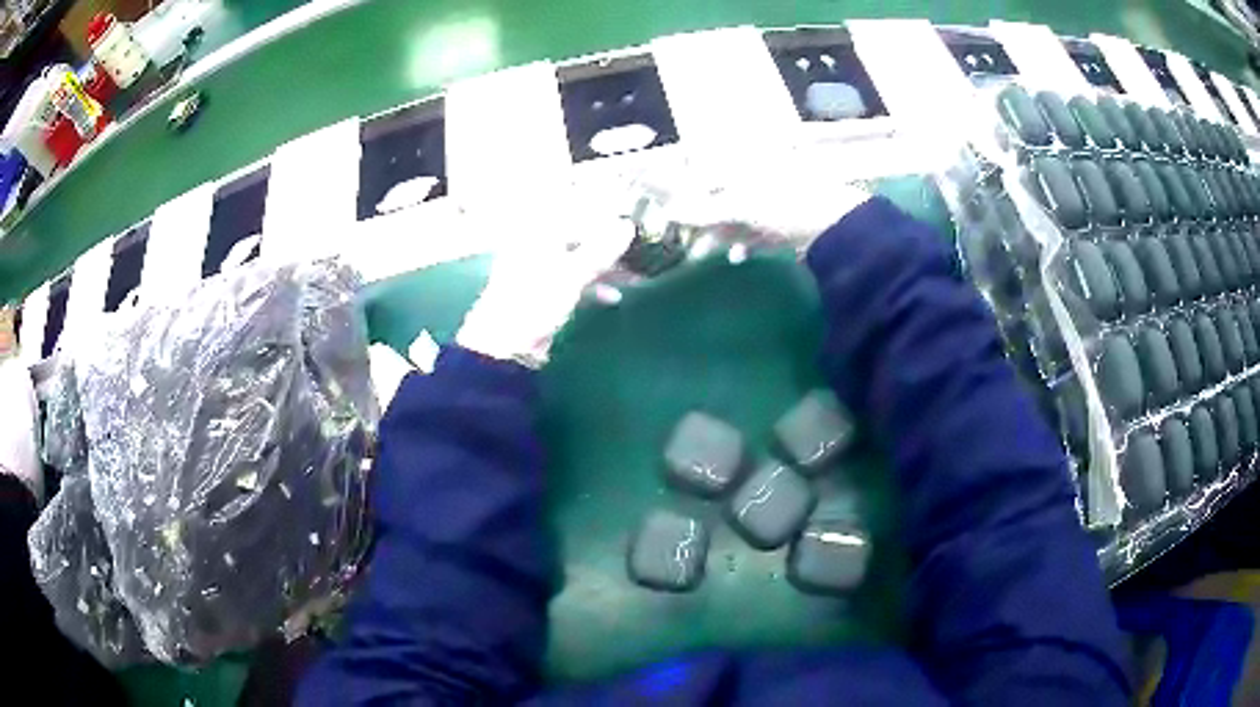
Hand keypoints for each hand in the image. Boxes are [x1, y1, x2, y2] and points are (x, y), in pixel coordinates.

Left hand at [455, 196, 636, 367]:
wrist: (506, 344)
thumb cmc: (536, 301)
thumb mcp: (573, 273)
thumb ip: (602, 249)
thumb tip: (628, 226)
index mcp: (538, 233)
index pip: (577, 216)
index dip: (606, 220)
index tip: (632, 229)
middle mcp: (537, 245)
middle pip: (580, 238)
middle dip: (610, 247)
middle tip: (638, 254)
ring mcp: (539, 269)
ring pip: (579, 260)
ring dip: (605, 268)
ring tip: (633, 277)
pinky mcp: (544, 292)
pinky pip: (573, 279)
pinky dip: (593, 285)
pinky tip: (612, 297)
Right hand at [627, 159, 871, 257]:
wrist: (838, 225)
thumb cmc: (784, 205)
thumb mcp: (737, 206)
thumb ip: (700, 209)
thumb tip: (665, 211)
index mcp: (738, 163)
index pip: (697, 169)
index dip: (675, 186)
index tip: (658, 207)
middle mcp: (753, 175)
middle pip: (715, 194)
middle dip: (696, 217)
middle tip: (678, 238)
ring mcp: (770, 196)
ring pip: (735, 214)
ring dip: (718, 233)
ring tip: (703, 254)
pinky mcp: (785, 219)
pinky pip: (757, 229)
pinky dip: (745, 242)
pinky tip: (739, 256)